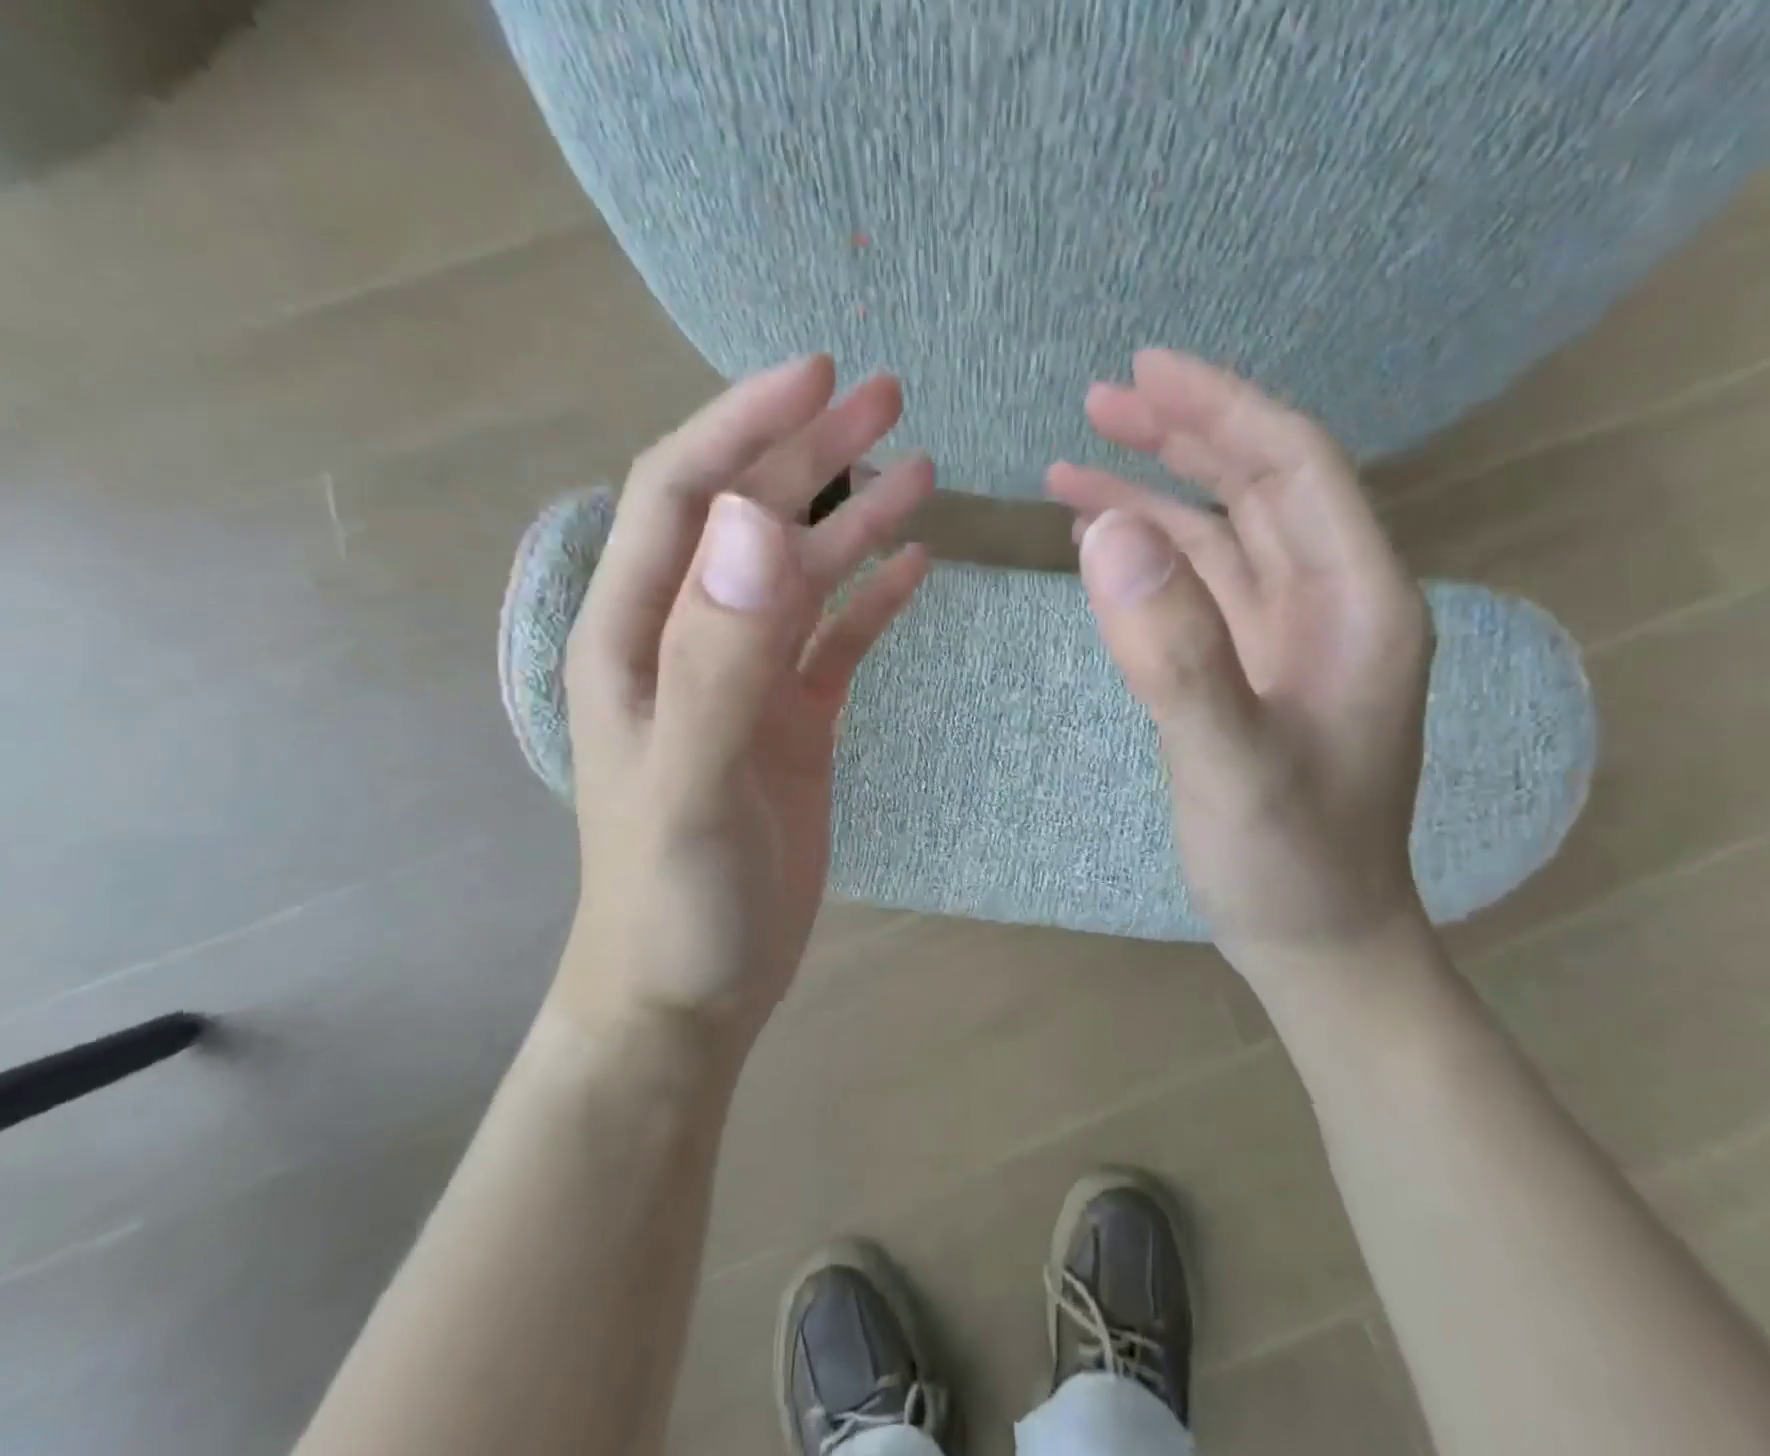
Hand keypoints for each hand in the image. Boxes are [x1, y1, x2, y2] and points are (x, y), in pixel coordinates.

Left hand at [555, 356, 931, 1048]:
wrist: (690, 991)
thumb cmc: (674, 901)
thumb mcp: (690, 782)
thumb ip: (717, 657)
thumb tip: (760, 525)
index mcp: (637, 635)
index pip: (686, 495)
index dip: (743, 425)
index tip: (816, 375)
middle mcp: (688, 640)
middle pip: (750, 519)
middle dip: (812, 452)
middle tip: (887, 397)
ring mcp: (745, 679)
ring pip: (803, 575)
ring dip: (854, 518)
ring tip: (921, 468)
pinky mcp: (791, 720)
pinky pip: (836, 639)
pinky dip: (873, 597)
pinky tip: (917, 565)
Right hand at [1048, 350, 1433, 967]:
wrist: (1314, 939)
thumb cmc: (1290, 862)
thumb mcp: (1230, 764)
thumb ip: (1175, 653)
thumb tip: (1107, 533)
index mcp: (1358, 604)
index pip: (1292, 469)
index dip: (1222, 409)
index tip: (1145, 370)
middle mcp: (1331, 604)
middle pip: (1257, 487)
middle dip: (1180, 436)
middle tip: (1099, 400)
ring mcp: (1288, 639)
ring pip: (1220, 536)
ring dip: (1153, 494)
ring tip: (1074, 464)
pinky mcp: (1249, 670)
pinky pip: (1198, 590)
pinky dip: (1149, 558)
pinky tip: (1101, 545)